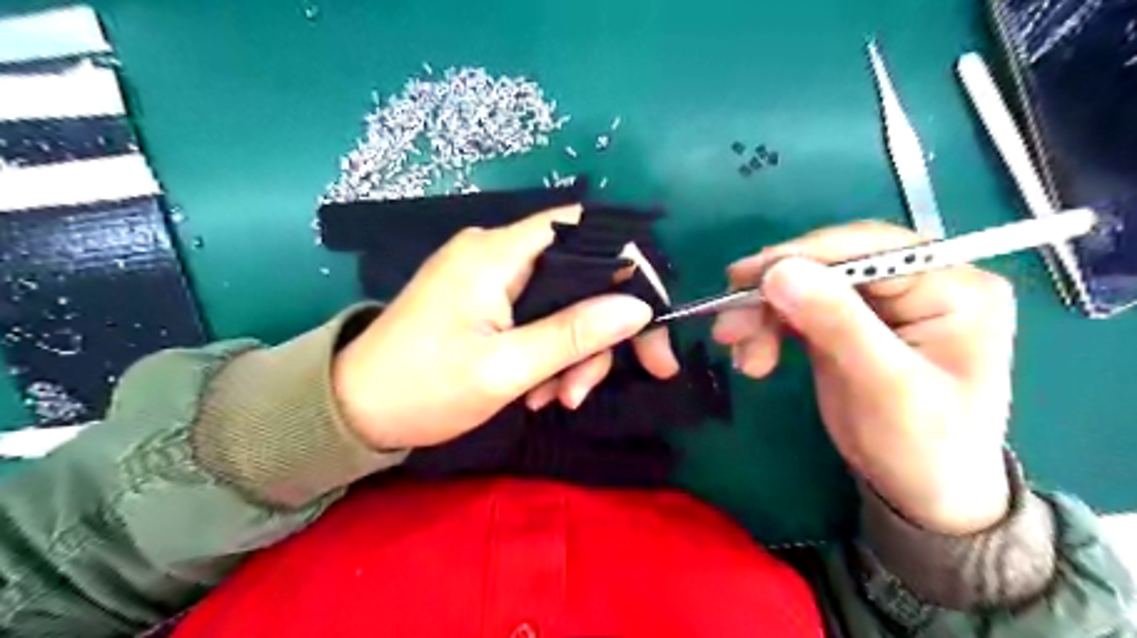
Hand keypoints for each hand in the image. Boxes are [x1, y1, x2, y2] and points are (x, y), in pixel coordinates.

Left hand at [335, 206, 677, 449]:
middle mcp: (496, 252)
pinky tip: (537, 393)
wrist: (352, 411)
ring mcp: (490, 278)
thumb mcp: (504, 369)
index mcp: (496, 253)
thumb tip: (637, 308)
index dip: (628, 265)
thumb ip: (573, 334)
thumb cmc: (422, 389)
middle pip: (579, 274)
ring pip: (562, 302)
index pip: (584, 230)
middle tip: (592, 388)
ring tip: (556, 401)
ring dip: (571, 353)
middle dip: (597, 332)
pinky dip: (549, 354)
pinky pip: (538, 317)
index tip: (649, 320)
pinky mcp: (486, 301)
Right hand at [714, 222, 1016, 535]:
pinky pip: (795, 310)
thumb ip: (836, 323)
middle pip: (830, 265)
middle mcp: (915, 284)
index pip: (870, 248)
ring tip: (741, 356)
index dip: (804, 257)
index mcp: (952, 287)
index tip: (745, 279)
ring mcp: (877, 304)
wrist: (921, 495)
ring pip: (803, 286)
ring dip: (762, 315)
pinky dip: (767, 329)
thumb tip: (779, 271)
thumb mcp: (885, 386)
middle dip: (773, 294)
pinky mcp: (845, 323)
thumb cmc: (923, 447)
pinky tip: (754, 357)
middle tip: (729, 326)